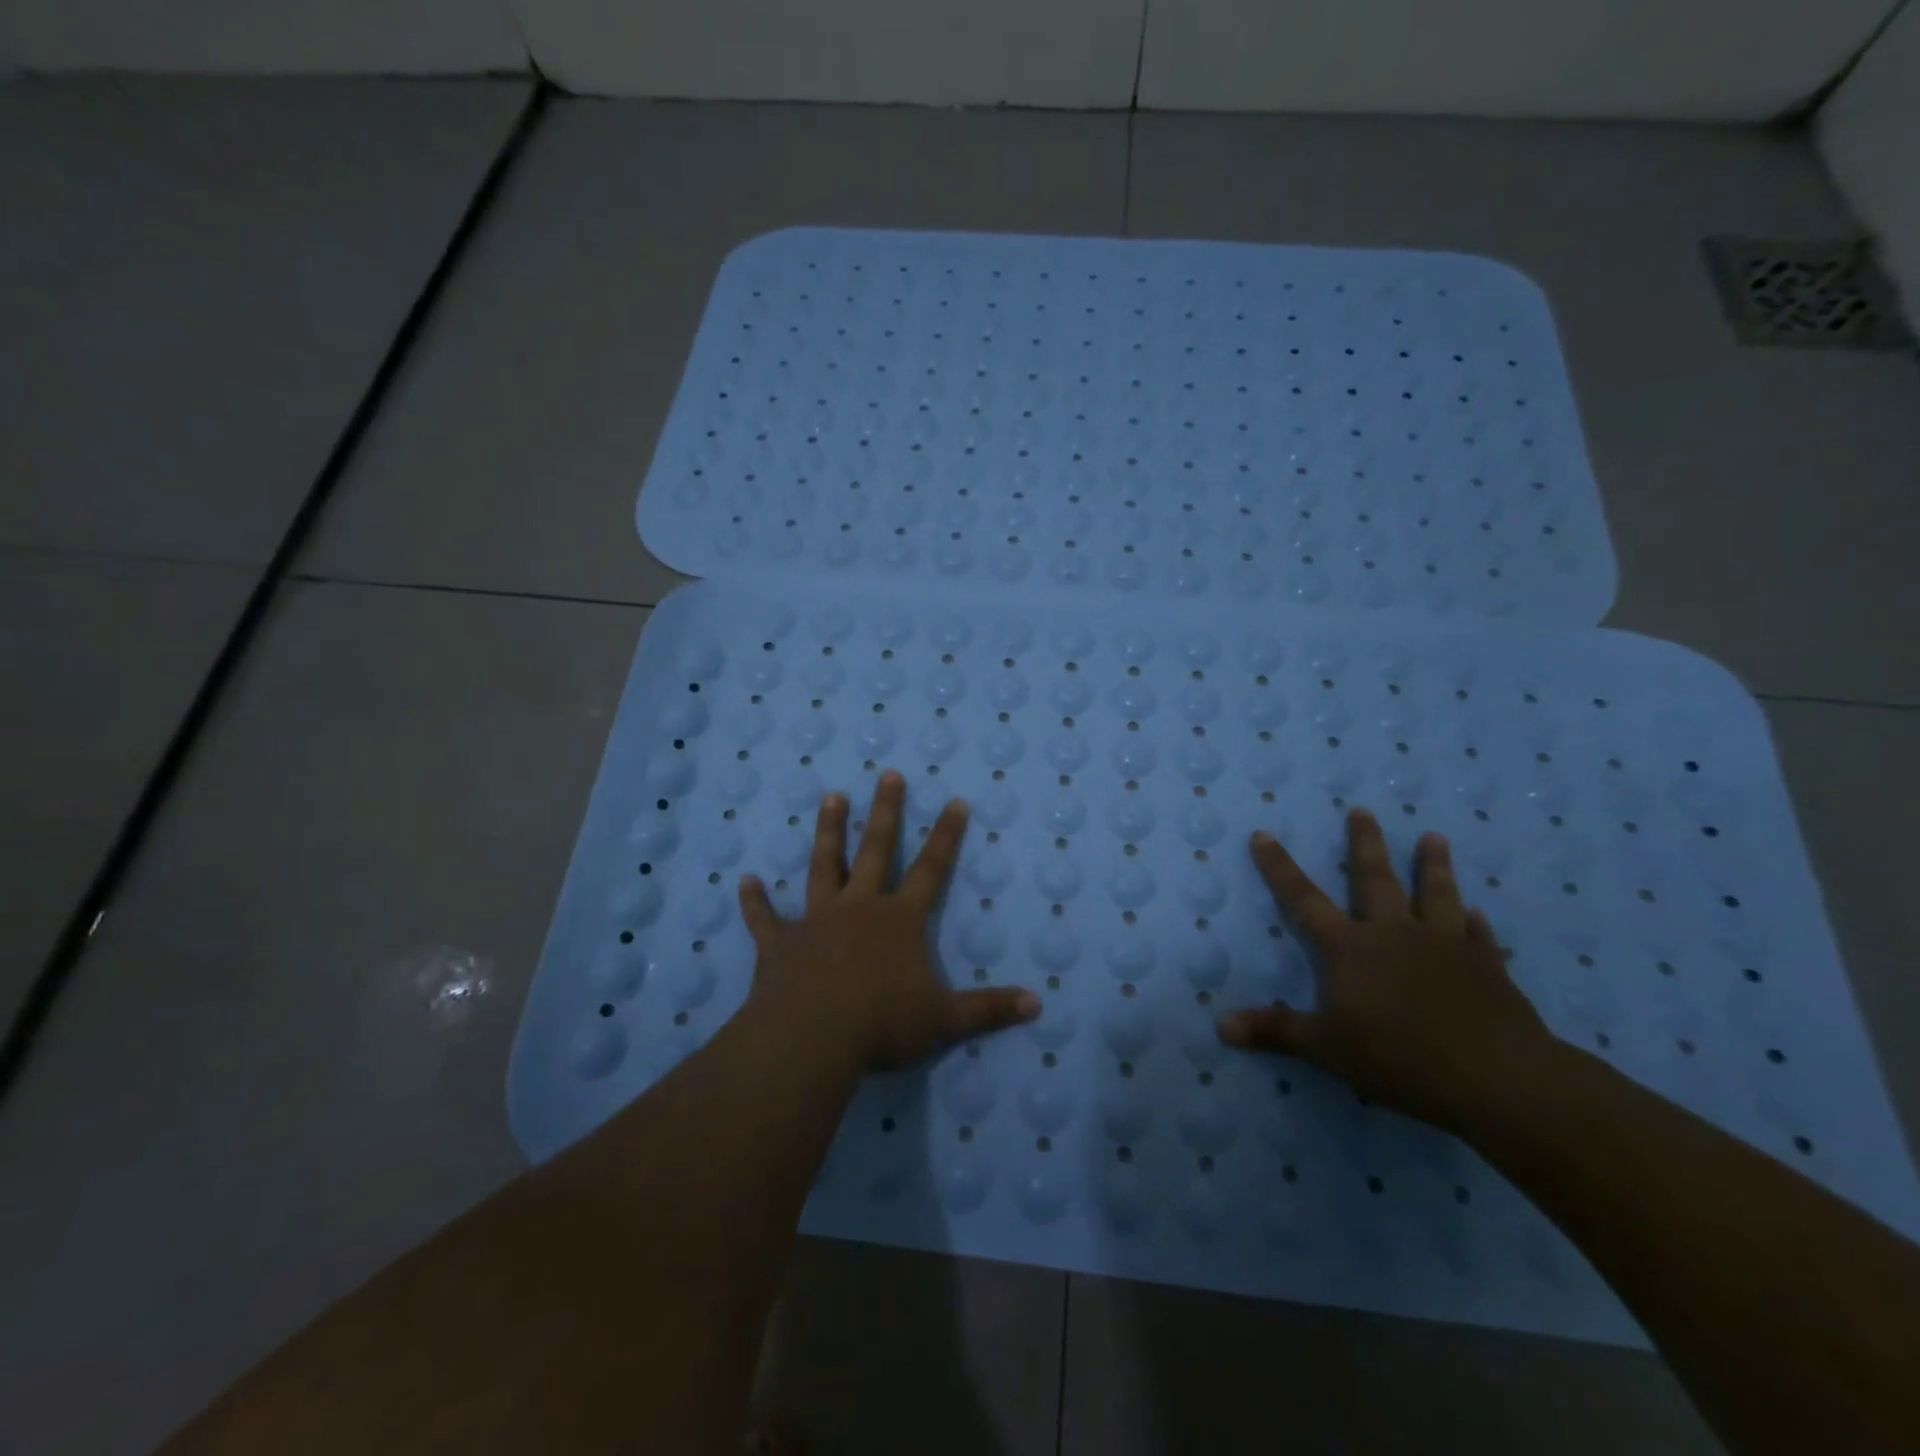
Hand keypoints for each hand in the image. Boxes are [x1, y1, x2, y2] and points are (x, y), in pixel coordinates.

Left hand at [738, 770, 1039, 1068]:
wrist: (812, 1039)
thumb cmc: (882, 1023)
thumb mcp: (945, 1020)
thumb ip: (989, 1009)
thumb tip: (1037, 1004)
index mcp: (899, 920)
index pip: (931, 869)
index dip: (946, 836)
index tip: (955, 802)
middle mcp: (859, 908)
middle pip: (875, 850)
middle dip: (884, 812)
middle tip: (888, 773)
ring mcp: (816, 921)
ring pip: (823, 866)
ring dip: (827, 832)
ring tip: (830, 797)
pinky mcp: (780, 943)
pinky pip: (765, 918)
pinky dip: (754, 901)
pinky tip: (744, 881)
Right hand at [1217, 808, 1558, 1135]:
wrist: (1497, 1077)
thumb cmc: (1399, 1056)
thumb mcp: (1325, 1048)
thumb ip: (1275, 1031)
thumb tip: (1221, 1025)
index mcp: (1351, 948)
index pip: (1303, 900)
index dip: (1280, 868)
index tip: (1263, 834)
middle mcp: (1395, 934)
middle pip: (1376, 880)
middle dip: (1365, 844)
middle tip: (1363, 811)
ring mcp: (1445, 947)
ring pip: (1436, 895)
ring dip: (1432, 866)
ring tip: (1434, 838)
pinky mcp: (1488, 969)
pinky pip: (1479, 937)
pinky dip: (1476, 924)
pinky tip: (1478, 914)